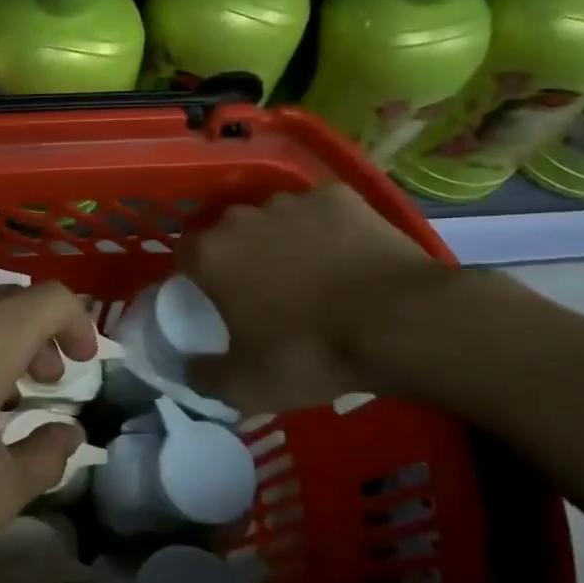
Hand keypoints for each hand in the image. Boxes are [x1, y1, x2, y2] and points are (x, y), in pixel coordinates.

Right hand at [177, 186, 447, 413]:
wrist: (399, 322)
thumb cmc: (309, 353)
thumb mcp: (246, 386)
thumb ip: (204, 376)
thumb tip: (188, 368)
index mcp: (210, 254)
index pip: (184, 254)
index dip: (196, 277)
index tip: (214, 300)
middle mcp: (241, 217)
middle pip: (228, 232)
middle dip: (238, 255)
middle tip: (263, 292)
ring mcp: (292, 201)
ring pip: (273, 219)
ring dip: (279, 239)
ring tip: (309, 274)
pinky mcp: (338, 195)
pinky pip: (319, 211)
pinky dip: (324, 229)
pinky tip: (344, 255)